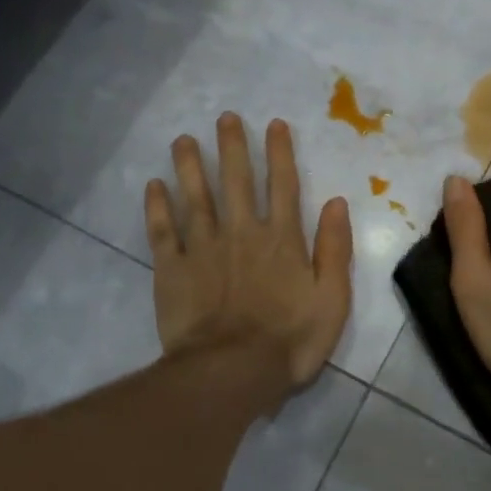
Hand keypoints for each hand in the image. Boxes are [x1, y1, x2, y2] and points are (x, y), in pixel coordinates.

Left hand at [145, 113, 353, 393]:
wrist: (232, 372)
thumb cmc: (290, 340)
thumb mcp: (332, 299)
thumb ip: (334, 249)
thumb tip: (337, 202)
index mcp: (281, 240)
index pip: (283, 185)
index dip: (279, 153)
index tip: (273, 124)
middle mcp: (241, 233)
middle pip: (236, 181)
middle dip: (232, 147)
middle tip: (224, 117)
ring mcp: (204, 249)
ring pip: (196, 197)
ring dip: (190, 166)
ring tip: (183, 139)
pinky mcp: (173, 269)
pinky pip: (163, 231)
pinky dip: (158, 207)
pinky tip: (154, 186)